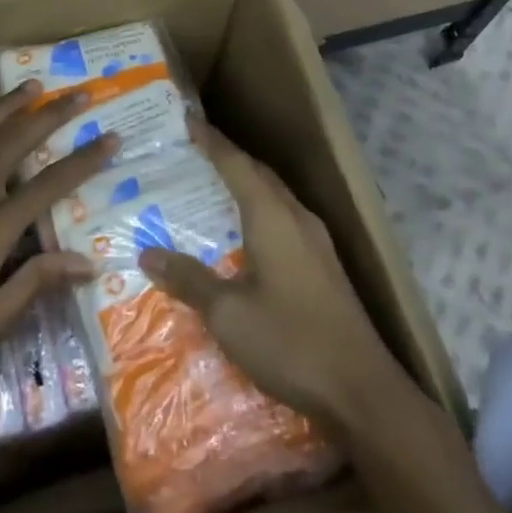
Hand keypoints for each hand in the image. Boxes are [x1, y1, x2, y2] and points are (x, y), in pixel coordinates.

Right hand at [137, 118, 407, 436]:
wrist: (363, 391)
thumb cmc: (290, 342)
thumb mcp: (228, 314)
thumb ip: (189, 280)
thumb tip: (148, 254)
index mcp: (272, 216)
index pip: (236, 164)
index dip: (211, 141)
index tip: (187, 121)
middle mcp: (296, 218)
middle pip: (258, 174)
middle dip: (228, 159)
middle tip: (193, 153)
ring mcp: (316, 243)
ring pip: (275, 197)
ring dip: (246, 186)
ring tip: (212, 188)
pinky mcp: (324, 267)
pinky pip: (285, 220)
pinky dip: (259, 212)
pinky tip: (245, 237)